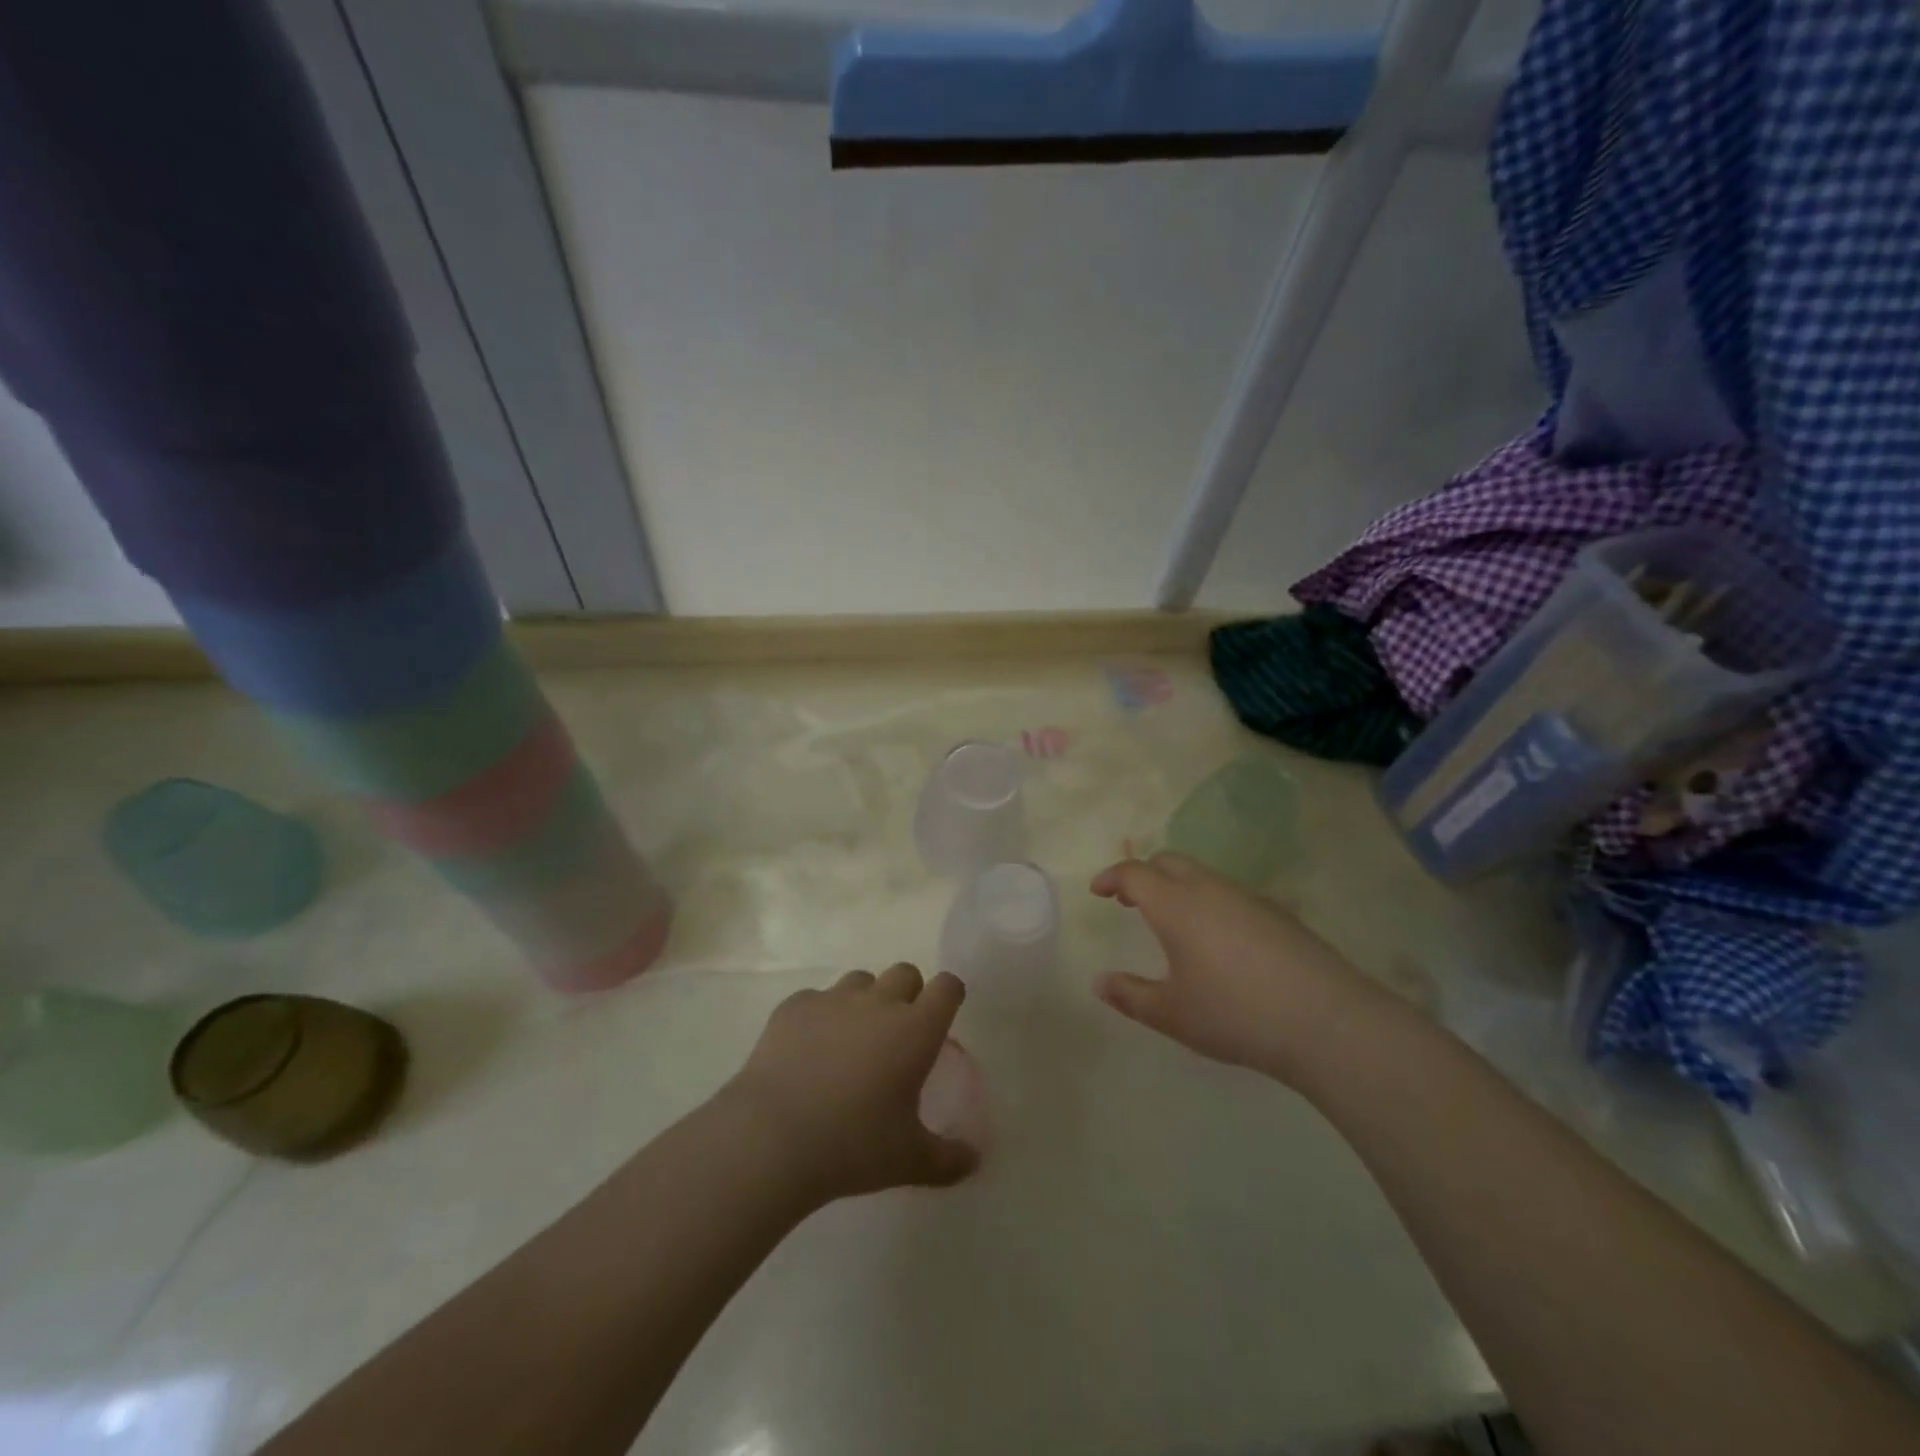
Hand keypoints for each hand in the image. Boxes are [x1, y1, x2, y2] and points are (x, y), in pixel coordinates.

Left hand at [723, 964, 978, 1206]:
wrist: (772, 1137)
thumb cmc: (853, 1146)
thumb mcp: (909, 1161)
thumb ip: (948, 1159)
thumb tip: (974, 1161)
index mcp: (915, 1029)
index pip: (947, 987)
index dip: (949, 995)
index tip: (943, 1015)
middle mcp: (878, 1002)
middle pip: (905, 973)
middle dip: (908, 994)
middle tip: (898, 1034)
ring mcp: (833, 999)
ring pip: (860, 981)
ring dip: (864, 1001)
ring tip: (851, 1041)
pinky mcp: (794, 1006)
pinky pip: (815, 999)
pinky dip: (819, 1016)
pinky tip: (807, 1051)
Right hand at [1091, 853, 1387, 1088]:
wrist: (1325, 1020)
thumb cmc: (1234, 1013)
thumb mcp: (1172, 1013)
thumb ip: (1130, 996)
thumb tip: (1100, 983)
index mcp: (1176, 905)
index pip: (1135, 873)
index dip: (1112, 877)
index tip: (1098, 891)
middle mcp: (1209, 889)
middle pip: (1169, 862)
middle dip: (1144, 874)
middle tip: (1130, 900)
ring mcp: (1247, 897)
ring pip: (1203, 875)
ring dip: (1178, 886)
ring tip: (1172, 921)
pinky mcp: (1277, 913)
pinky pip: (1230, 893)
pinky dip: (1208, 901)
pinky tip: (1217, 939)